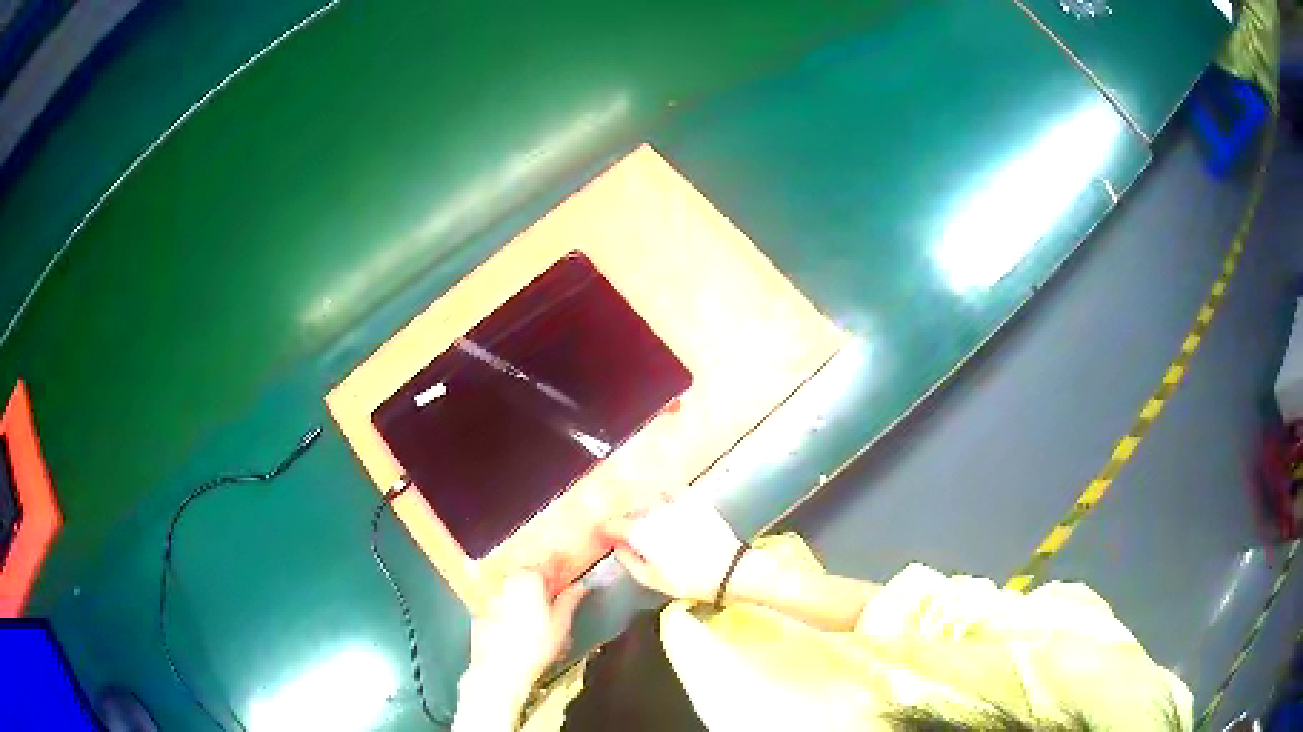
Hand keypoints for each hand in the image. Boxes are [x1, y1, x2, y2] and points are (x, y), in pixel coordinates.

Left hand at [466, 570, 587, 701]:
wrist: (501, 668)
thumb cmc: (536, 646)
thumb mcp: (561, 624)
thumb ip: (570, 601)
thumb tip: (580, 587)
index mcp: (529, 581)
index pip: (546, 564)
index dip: (557, 564)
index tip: (564, 564)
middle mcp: (508, 583)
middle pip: (527, 573)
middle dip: (541, 577)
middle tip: (554, 587)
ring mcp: (493, 598)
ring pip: (513, 587)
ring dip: (525, 591)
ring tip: (539, 606)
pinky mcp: (483, 612)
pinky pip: (501, 602)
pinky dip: (511, 606)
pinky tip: (520, 622)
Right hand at [603, 494, 742, 603]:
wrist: (727, 570)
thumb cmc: (688, 580)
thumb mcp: (651, 579)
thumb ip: (629, 561)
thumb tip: (619, 548)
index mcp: (639, 531)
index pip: (612, 523)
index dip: (606, 530)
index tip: (605, 536)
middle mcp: (653, 512)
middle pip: (630, 510)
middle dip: (624, 520)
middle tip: (625, 533)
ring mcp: (675, 503)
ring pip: (649, 499)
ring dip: (643, 508)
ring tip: (646, 521)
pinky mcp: (694, 501)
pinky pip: (673, 491)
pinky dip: (666, 496)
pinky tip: (667, 506)